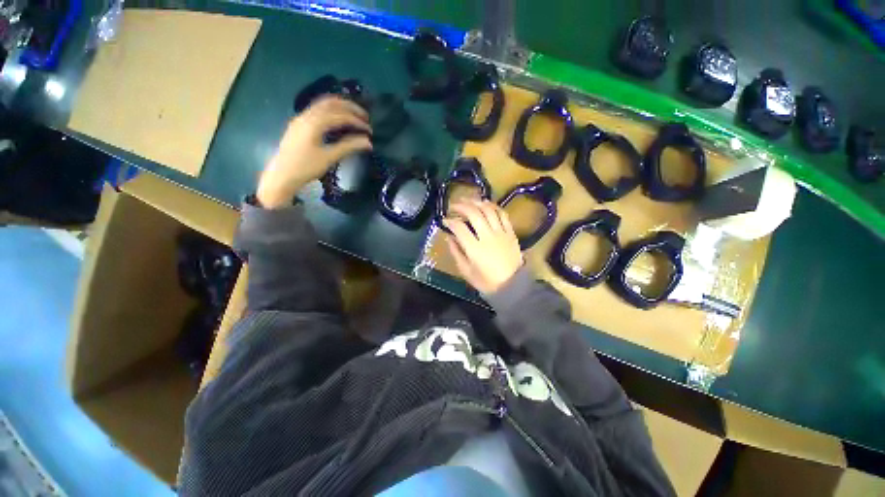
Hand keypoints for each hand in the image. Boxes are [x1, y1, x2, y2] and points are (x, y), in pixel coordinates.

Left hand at [257, 96, 371, 208]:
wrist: (282, 175)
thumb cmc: (306, 167)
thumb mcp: (329, 158)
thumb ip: (348, 147)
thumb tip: (368, 142)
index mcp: (314, 123)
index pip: (340, 115)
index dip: (357, 121)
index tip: (370, 131)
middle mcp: (306, 115)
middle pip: (331, 103)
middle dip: (350, 107)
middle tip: (365, 117)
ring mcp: (301, 118)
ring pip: (323, 104)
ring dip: (340, 107)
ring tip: (354, 115)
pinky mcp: (299, 124)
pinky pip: (317, 110)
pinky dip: (331, 111)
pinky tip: (338, 119)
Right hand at [444, 200, 523, 293]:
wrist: (512, 285)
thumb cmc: (487, 281)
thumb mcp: (466, 271)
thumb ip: (456, 252)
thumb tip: (449, 237)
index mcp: (475, 249)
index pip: (459, 228)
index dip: (450, 221)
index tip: (445, 220)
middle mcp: (488, 236)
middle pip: (474, 214)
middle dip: (462, 206)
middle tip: (454, 205)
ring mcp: (501, 233)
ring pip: (489, 210)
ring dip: (477, 202)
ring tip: (469, 200)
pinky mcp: (511, 232)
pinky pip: (502, 214)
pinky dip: (493, 206)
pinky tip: (486, 204)